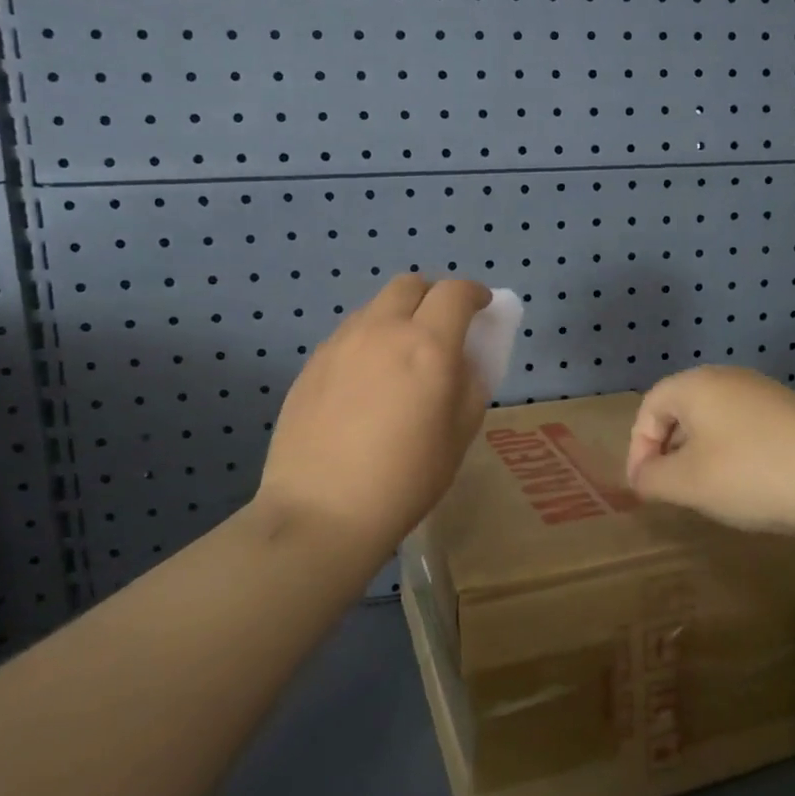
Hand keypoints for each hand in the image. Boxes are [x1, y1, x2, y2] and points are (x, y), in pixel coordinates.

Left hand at [254, 274, 491, 550]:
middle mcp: (382, 331)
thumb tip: (463, 360)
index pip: (455, 293)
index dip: (474, 293)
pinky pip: (349, 334)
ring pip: (376, 307)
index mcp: (428, 345)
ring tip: (402, 355)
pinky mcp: (312, 363)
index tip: (482, 306)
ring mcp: (341, 344)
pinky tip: (368, 380)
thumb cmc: (406, 478)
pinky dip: (369, 339)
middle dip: (433, 295)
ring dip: (398, 315)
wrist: (322, 511)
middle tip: (442, 324)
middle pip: (410, 285)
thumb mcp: (460, 434)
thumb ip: (470, 384)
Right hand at [626, 366, 794, 534]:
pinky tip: (749, 484)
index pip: (650, 407)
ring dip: (701, 454)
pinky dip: (734, 454)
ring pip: (715, 420)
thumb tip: (641, 476)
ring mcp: (765, 392)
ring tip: (709, 491)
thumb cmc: (752, 474)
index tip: (645, 487)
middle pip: (682, 409)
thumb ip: (652, 478)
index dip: (638, 448)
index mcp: (697, 384)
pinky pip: (745, 428)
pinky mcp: (792, 412)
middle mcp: (728, 378)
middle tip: (671, 489)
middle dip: (669, 450)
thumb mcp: (688, 483)